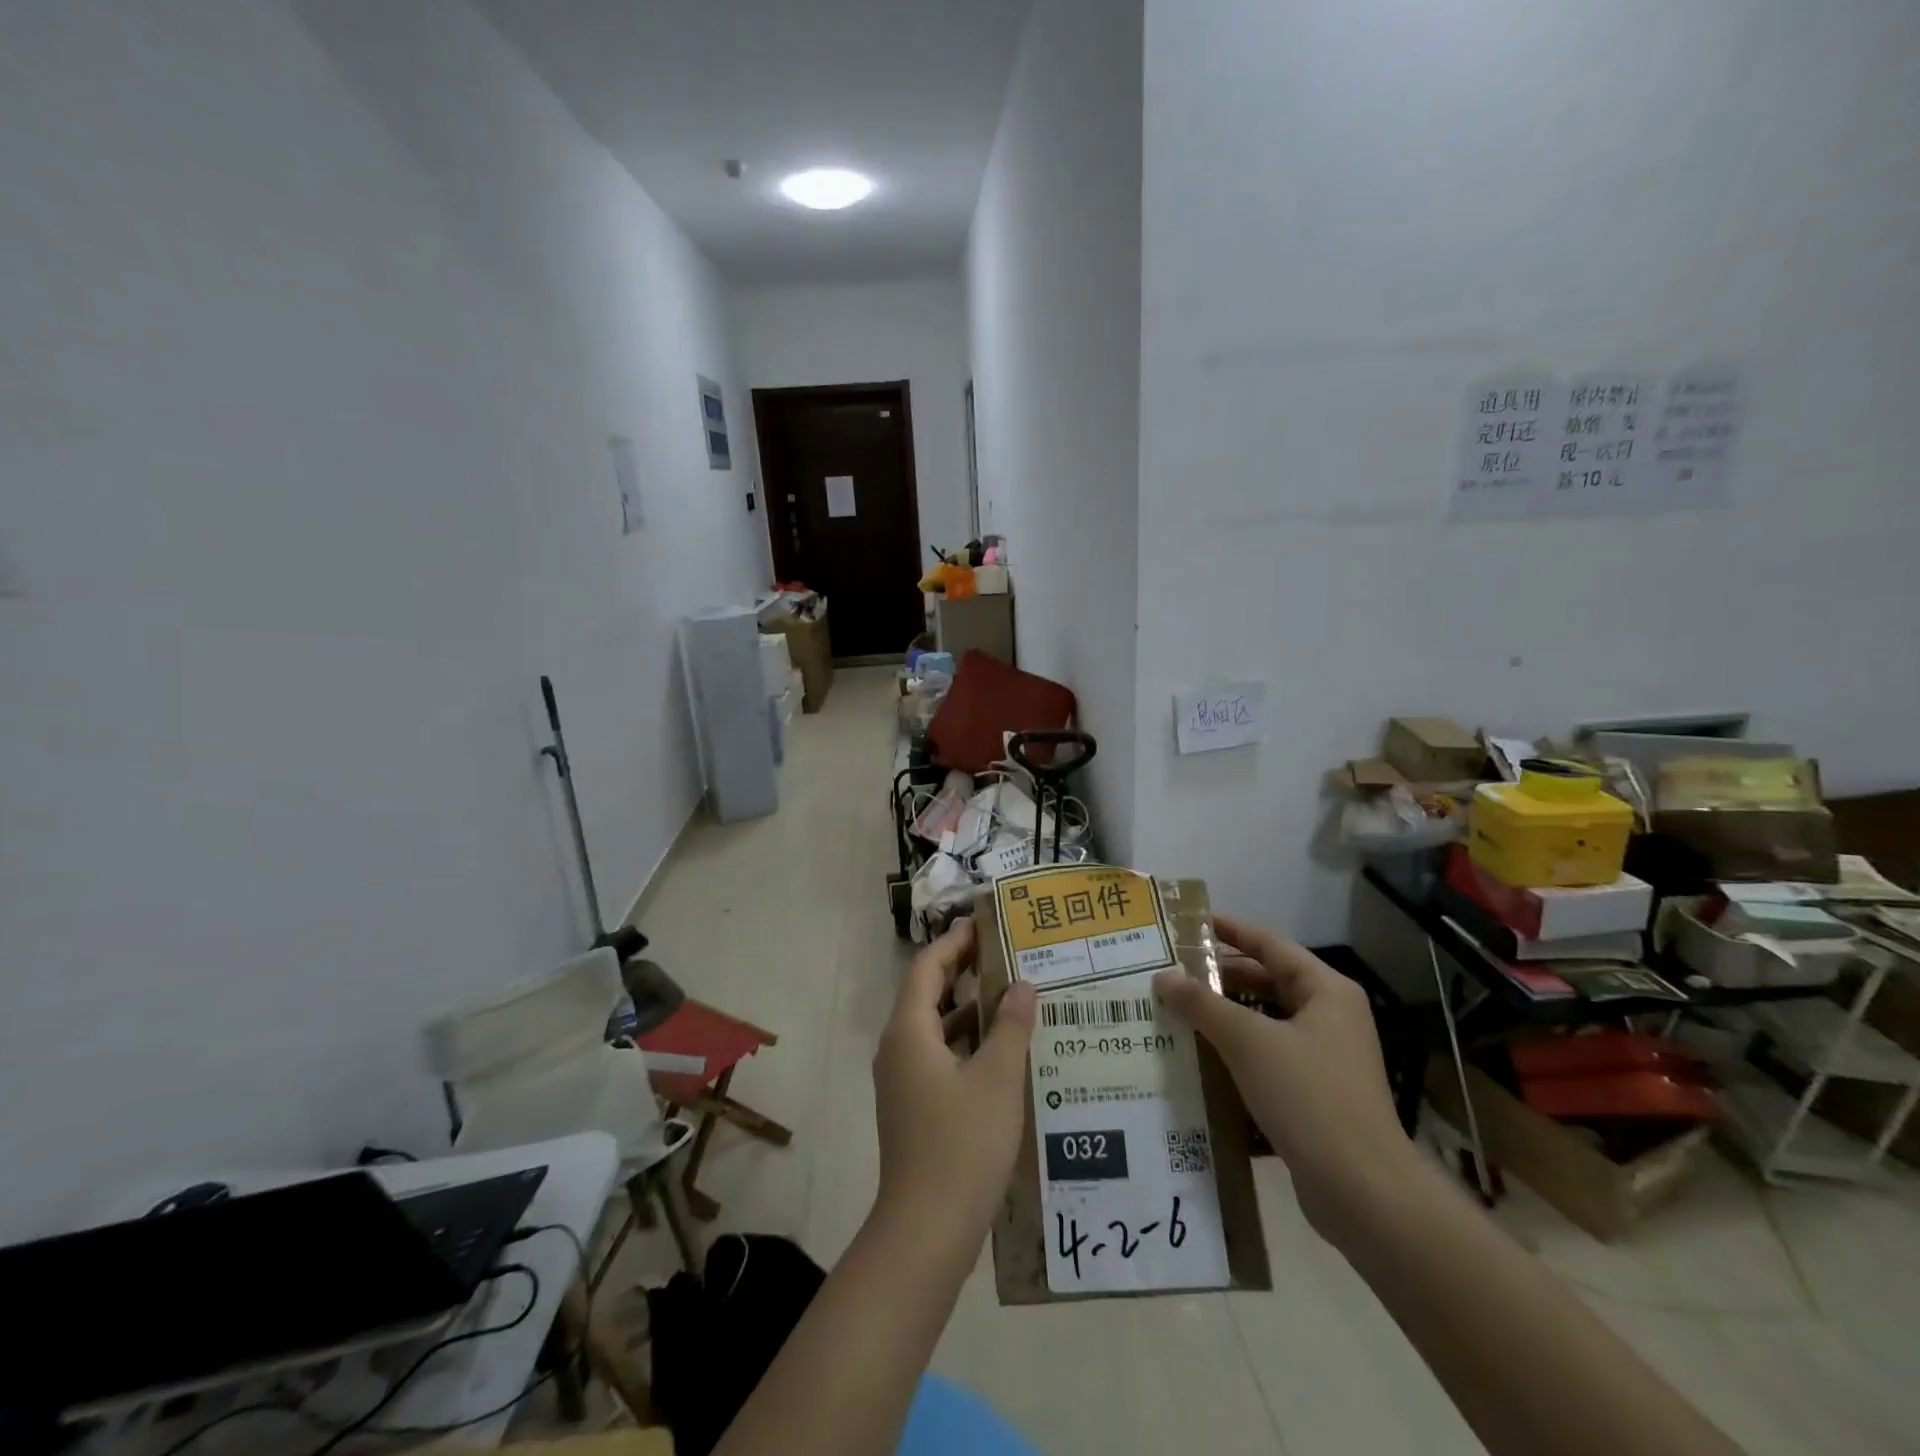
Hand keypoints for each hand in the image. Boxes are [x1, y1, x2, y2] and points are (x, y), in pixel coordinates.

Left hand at [872, 918, 1037, 1248]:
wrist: (925, 1229)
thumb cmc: (962, 1144)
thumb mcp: (996, 1079)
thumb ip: (1010, 1026)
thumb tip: (1022, 984)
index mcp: (909, 1031)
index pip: (928, 967)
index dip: (954, 941)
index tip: (985, 924)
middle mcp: (898, 1047)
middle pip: (927, 992)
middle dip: (962, 968)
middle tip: (1003, 951)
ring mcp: (902, 1078)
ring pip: (934, 1025)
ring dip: (967, 1005)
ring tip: (1010, 992)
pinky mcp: (913, 1104)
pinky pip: (938, 1053)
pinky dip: (965, 1039)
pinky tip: (1001, 1048)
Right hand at [1153, 913, 1411, 1234]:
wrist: (1363, 1191)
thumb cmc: (1308, 1096)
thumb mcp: (1248, 1041)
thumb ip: (1202, 1004)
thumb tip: (1162, 976)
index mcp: (1326, 991)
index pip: (1271, 945)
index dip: (1231, 931)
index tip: (1191, 925)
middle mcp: (1330, 1016)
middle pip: (1268, 982)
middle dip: (1221, 978)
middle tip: (1173, 973)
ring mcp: (1326, 1057)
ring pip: (1266, 1021)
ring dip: (1225, 1016)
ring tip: (1178, 1012)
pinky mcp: (1316, 1093)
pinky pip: (1269, 1056)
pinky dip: (1237, 1051)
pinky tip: (1201, 1058)